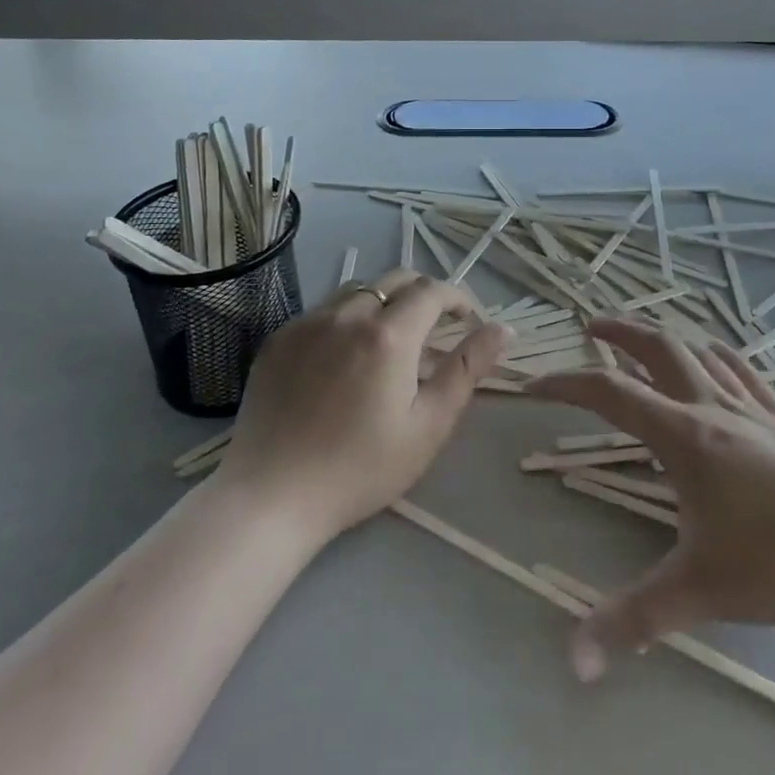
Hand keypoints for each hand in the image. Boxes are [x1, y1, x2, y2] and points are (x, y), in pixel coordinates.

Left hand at [213, 268, 510, 541]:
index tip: (469, 320)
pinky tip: (345, 356)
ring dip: (384, 301)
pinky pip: (323, 311)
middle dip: (424, 293)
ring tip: (391, 339)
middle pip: (396, 279)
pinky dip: (346, 318)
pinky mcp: (279, 338)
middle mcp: (347, 314)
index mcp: (389, 334)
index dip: (458, 298)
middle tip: (436, 327)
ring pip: (357, 289)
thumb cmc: (361, 468)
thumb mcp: (429, 425)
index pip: (433, 291)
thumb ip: (467, 370)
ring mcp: (307, 323)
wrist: (271, 496)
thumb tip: (503, 329)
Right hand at [531, 318, 774, 681]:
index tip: (531, 386)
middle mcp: (712, 406)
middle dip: (618, 329)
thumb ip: (633, 621)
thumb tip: (572, 663)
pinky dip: (716, 354)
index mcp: (683, 435)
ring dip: (664, 336)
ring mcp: (753, 407)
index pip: (609, 392)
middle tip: (588, 326)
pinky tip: (713, 355)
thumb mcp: (702, 591)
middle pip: (656, 346)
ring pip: (699, 351)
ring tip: (641, 338)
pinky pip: (743, 369)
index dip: (564, 383)